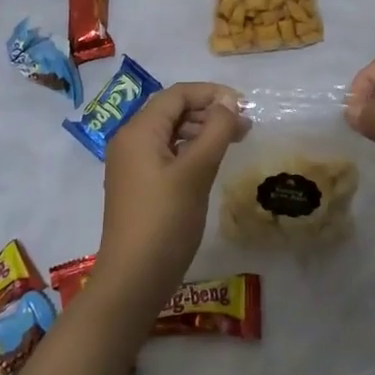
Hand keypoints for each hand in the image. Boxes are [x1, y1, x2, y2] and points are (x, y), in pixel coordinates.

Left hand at [97, 82, 247, 300]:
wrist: (133, 280)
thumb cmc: (165, 220)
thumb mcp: (196, 171)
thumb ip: (216, 131)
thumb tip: (229, 103)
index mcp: (139, 131)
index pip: (177, 94)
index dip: (211, 93)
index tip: (243, 105)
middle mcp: (130, 140)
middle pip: (172, 110)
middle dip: (209, 112)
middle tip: (244, 126)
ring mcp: (132, 164)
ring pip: (170, 132)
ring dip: (202, 130)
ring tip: (234, 141)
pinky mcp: (138, 185)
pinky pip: (166, 153)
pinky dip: (190, 150)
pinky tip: (211, 162)